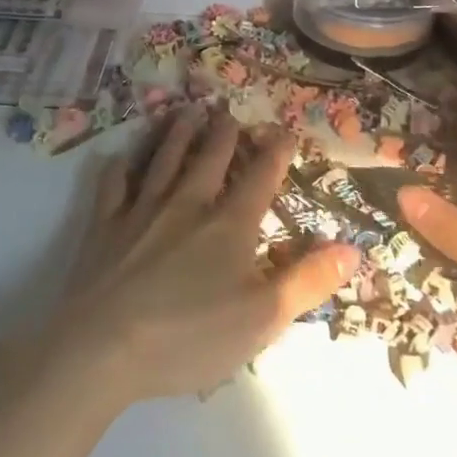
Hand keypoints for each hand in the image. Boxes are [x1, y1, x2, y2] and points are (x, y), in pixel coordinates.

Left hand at [53, 108, 359, 404]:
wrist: (104, 346)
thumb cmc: (190, 336)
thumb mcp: (264, 318)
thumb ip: (308, 281)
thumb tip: (353, 247)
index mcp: (229, 225)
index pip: (260, 178)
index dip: (277, 152)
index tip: (285, 130)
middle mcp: (187, 204)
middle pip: (210, 158)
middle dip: (224, 132)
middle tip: (228, 110)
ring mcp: (142, 210)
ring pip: (164, 159)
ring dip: (178, 134)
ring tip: (187, 111)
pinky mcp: (105, 224)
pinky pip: (113, 184)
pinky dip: (119, 167)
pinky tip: (120, 158)